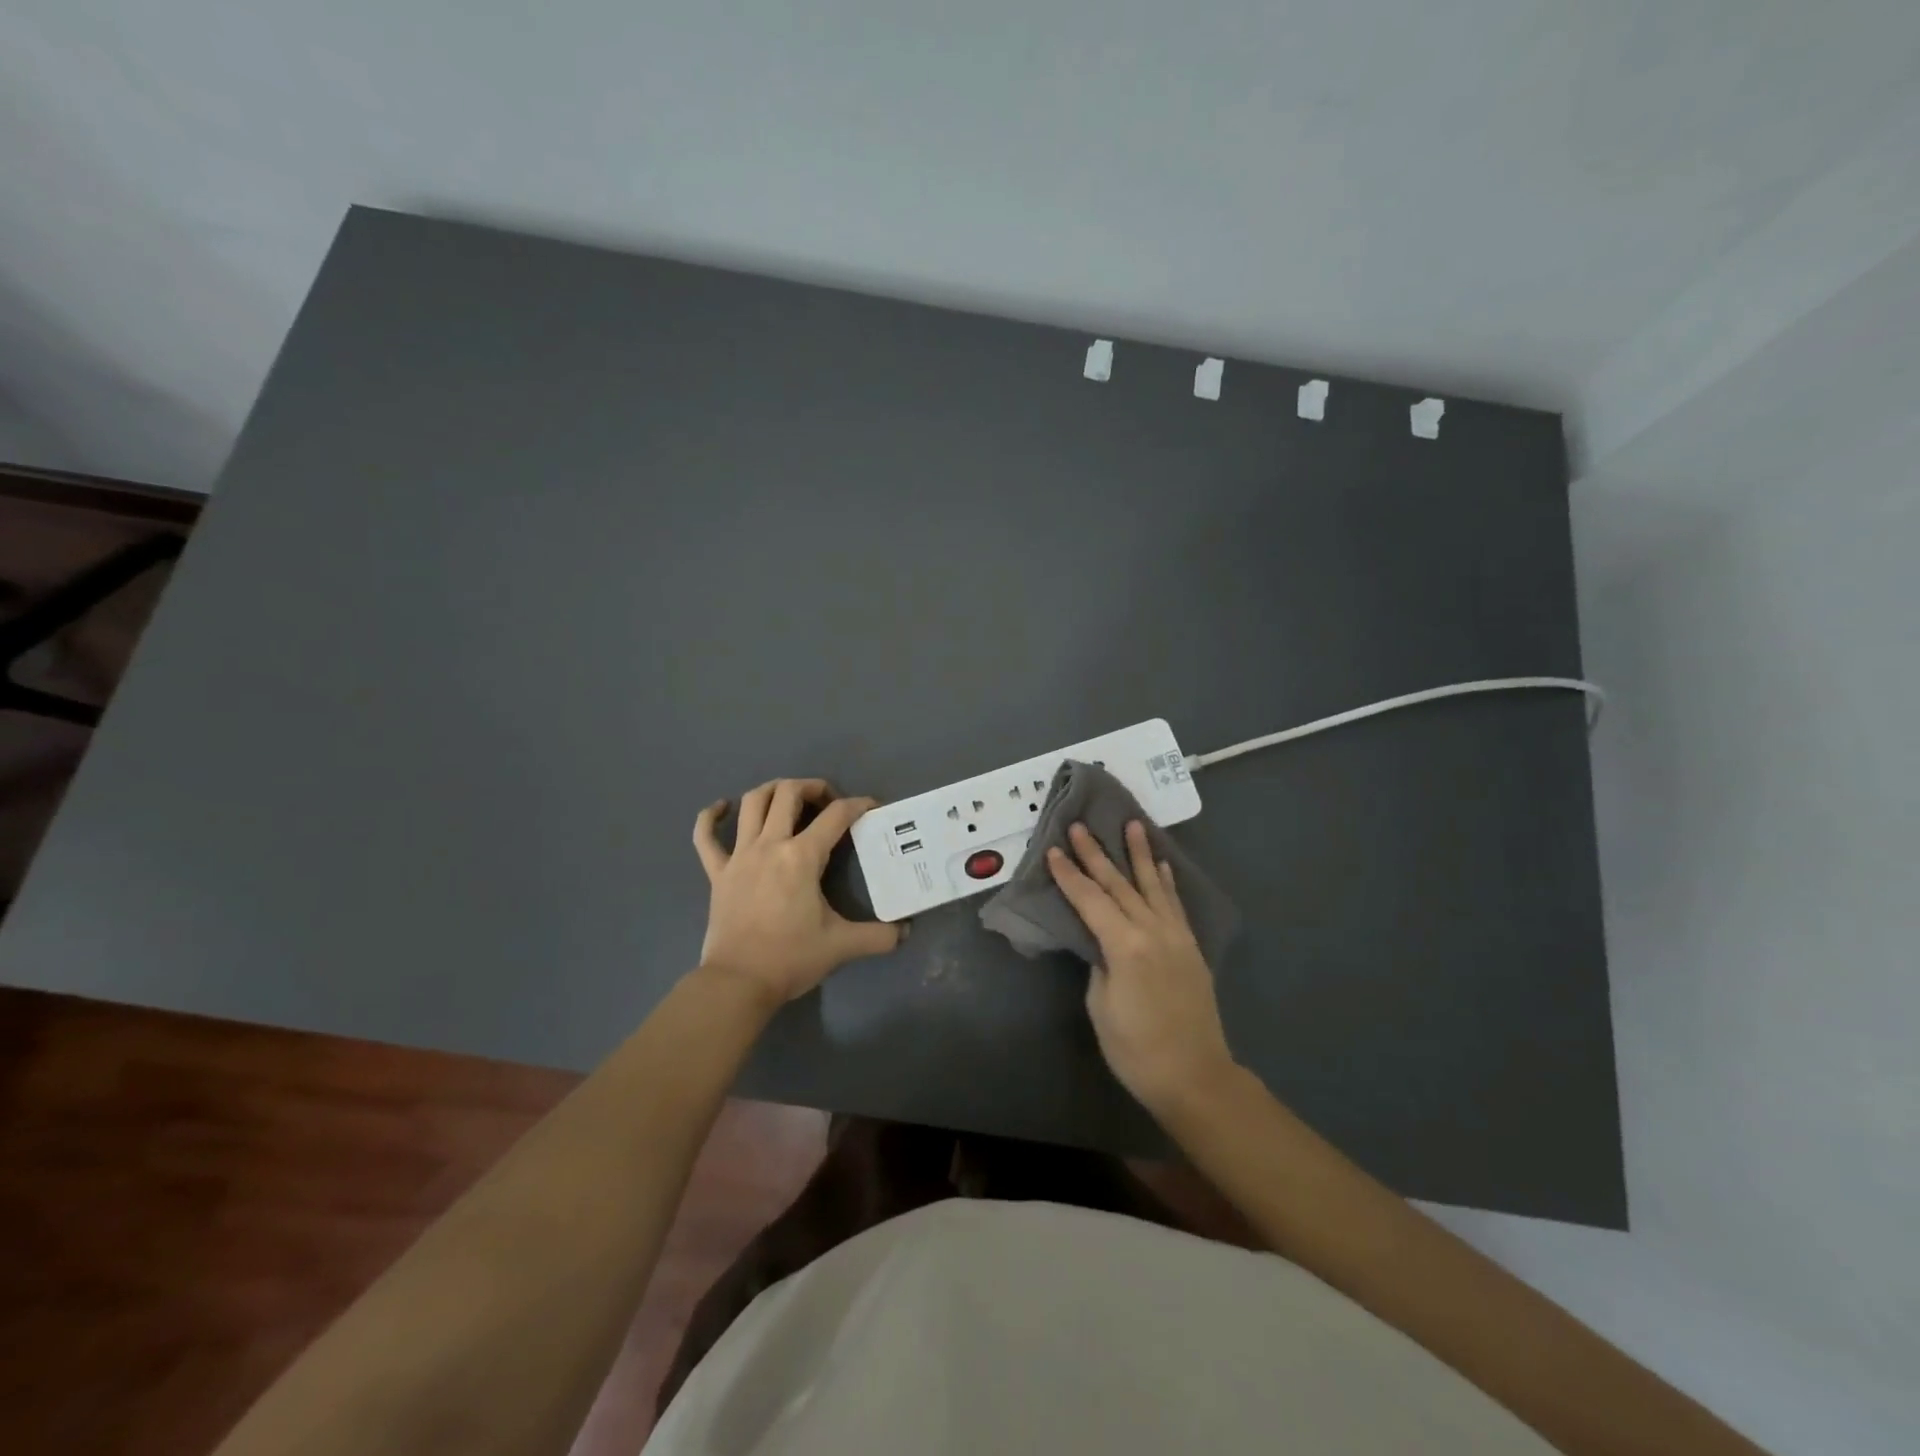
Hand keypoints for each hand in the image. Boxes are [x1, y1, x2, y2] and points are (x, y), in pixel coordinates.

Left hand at [692, 779, 902, 1005]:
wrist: (738, 983)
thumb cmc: (791, 958)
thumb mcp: (842, 945)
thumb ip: (878, 936)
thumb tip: (905, 933)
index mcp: (802, 857)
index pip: (837, 816)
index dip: (859, 805)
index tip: (872, 808)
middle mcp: (769, 845)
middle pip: (788, 793)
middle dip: (812, 787)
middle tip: (827, 802)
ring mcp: (738, 856)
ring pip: (751, 803)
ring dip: (771, 790)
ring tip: (787, 796)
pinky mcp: (717, 873)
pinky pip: (705, 836)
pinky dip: (710, 817)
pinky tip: (721, 808)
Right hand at [1047, 821, 1236, 1116]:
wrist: (1195, 1077)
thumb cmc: (1136, 1049)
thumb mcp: (1102, 1006)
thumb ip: (1100, 963)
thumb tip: (1101, 942)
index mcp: (1125, 944)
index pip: (1090, 899)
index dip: (1069, 875)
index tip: (1052, 850)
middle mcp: (1153, 930)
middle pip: (1119, 884)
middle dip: (1096, 854)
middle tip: (1080, 826)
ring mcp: (1176, 936)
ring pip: (1152, 885)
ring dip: (1140, 854)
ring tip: (1133, 824)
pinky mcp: (1190, 947)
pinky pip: (1174, 904)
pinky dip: (1166, 882)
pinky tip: (1161, 866)